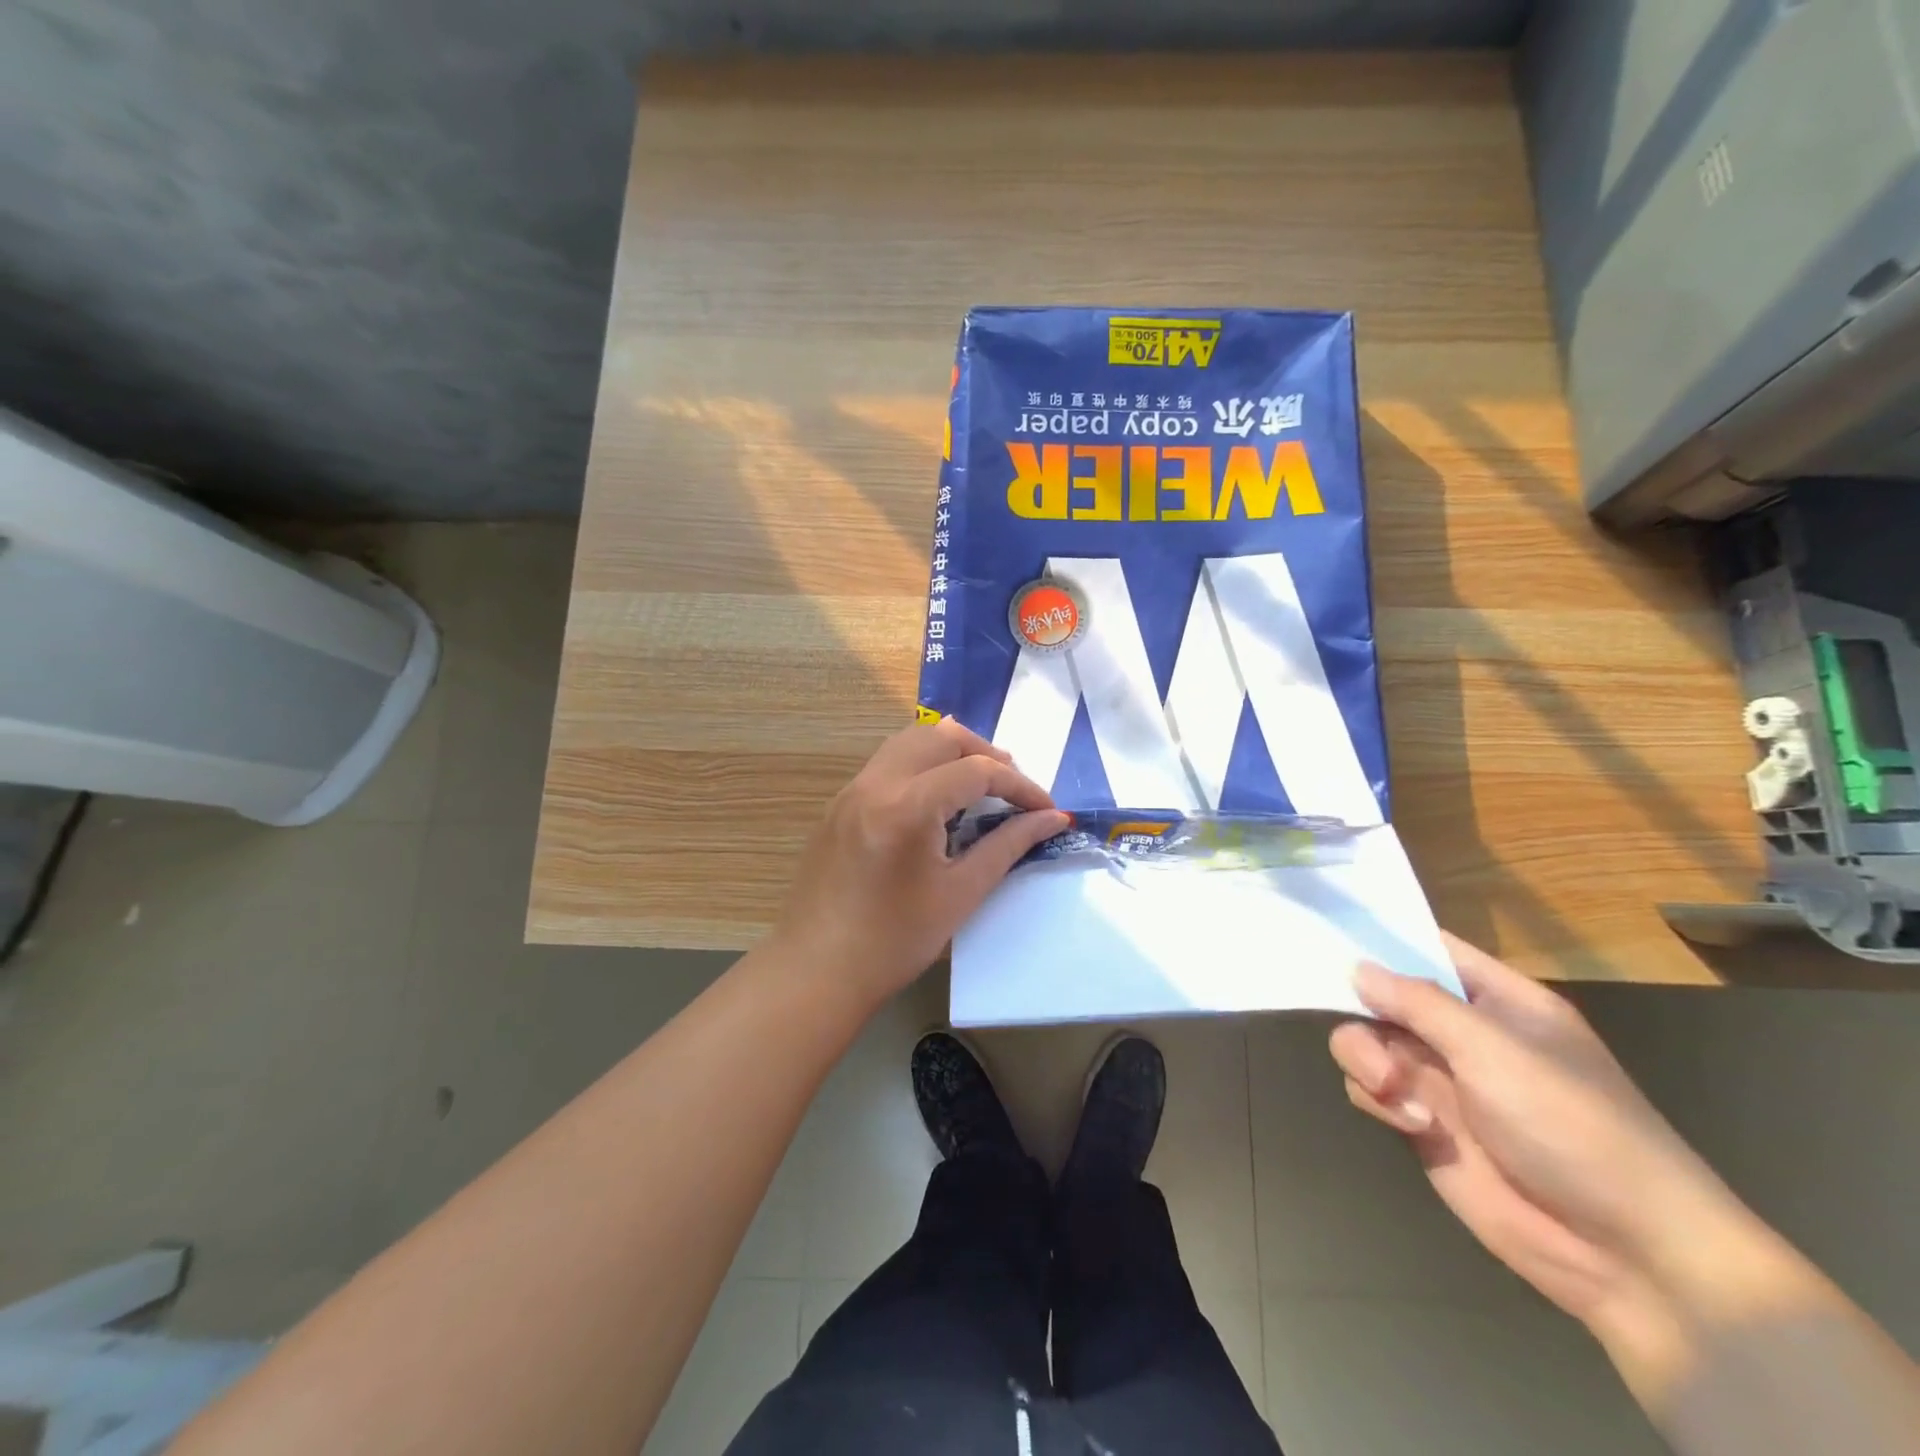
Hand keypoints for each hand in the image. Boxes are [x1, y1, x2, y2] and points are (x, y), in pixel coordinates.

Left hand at [772, 718, 1069, 1009]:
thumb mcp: (961, 893)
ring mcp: (851, 790)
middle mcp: (876, 783)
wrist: (816, 971)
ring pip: (909, 741)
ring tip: (977, 786)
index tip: (1046, 810)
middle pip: (941, 737)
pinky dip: (921, 766)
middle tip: (1011, 790)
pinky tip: (935, 800)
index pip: (977, 770)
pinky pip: (887, 763)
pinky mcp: (839, 804)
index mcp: (907, 805)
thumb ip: (1008, 845)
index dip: (1020, 786)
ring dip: (950, 753)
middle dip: (984, 753)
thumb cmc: (894, 942)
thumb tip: (1051, 818)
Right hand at [1328, 933, 1742, 1332]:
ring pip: (1366, 1042)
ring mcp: (1441, 1080)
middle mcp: (1463, 1033)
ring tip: (1393, 1091)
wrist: (1625, 1252)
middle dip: (1364, 1011)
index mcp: (1496, 1000)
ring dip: (1367, 1060)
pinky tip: (1411, 1124)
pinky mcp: (1422, 1124)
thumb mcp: (1494, 1050)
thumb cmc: (1572, 1126)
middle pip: (1383, 996)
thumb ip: (1417, 1002)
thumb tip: (1356, 966)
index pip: (1429, 948)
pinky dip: (1377, 1101)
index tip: (1329, 933)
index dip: (1382, 938)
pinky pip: (1369, 1090)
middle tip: (1367, 1033)